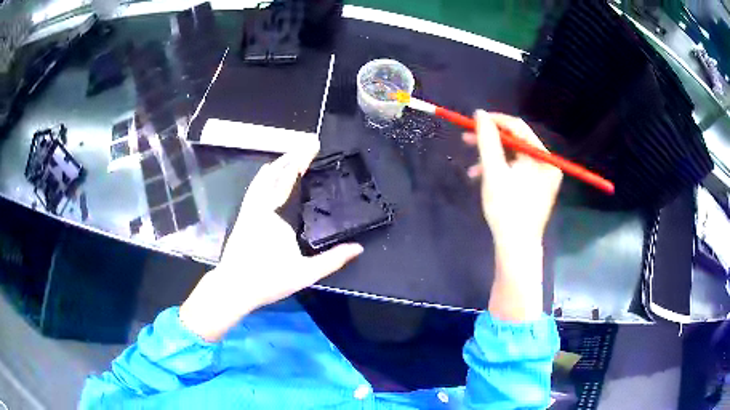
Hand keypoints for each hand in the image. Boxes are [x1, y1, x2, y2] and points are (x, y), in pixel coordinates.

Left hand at [180, 147, 363, 341]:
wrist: (234, 287)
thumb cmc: (268, 280)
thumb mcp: (305, 273)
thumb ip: (333, 260)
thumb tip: (358, 248)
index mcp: (277, 216)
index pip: (290, 179)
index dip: (302, 159)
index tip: (313, 144)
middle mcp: (262, 207)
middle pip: (276, 173)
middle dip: (292, 155)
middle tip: (307, 143)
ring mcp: (250, 210)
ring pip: (263, 179)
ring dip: (278, 164)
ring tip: (290, 154)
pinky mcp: (243, 217)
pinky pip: (254, 189)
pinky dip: (262, 177)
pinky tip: (266, 173)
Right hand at [464, 111, 561, 251]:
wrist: (516, 247)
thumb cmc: (506, 208)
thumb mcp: (493, 171)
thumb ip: (487, 140)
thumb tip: (479, 113)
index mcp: (543, 158)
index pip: (518, 127)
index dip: (495, 121)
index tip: (473, 121)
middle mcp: (546, 164)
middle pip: (516, 142)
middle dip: (490, 141)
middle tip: (466, 140)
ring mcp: (542, 177)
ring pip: (513, 157)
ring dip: (491, 159)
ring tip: (471, 170)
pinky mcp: (535, 188)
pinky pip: (516, 171)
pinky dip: (499, 172)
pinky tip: (482, 179)